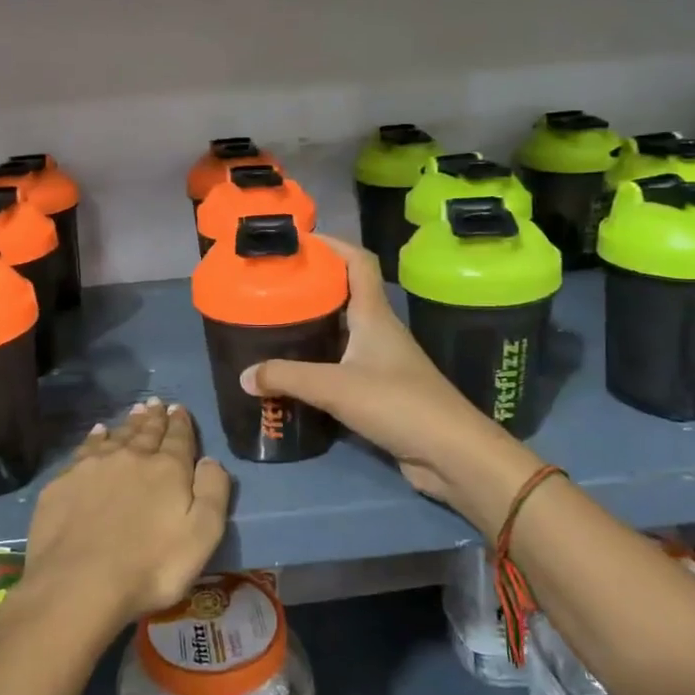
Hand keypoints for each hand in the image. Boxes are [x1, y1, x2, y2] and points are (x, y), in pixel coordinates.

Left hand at [19, 398, 231, 628]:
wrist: (78, 584)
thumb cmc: (150, 566)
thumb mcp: (202, 536)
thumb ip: (213, 492)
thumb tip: (211, 460)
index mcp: (168, 469)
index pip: (178, 437)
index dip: (180, 422)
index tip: (179, 408)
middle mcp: (131, 457)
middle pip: (146, 432)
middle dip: (154, 418)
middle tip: (156, 403)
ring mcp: (93, 467)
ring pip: (116, 436)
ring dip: (128, 424)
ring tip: (134, 412)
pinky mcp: (64, 483)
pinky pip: (85, 449)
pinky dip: (95, 437)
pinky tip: (97, 433)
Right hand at [241, 235, 535, 533]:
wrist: (451, 453)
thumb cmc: (398, 404)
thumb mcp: (336, 387)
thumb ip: (287, 377)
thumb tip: (244, 375)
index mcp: (374, 315)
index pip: (358, 262)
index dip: (333, 244)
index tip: (299, 240)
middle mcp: (379, 330)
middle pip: (345, 294)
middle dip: (312, 285)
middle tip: (272, 287)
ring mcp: (382, 361)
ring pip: (343, 331)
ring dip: (314, 325)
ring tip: (274, 325)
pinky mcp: (380, 391)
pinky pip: (343, 365)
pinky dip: (320, 362)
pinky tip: (295, 372)